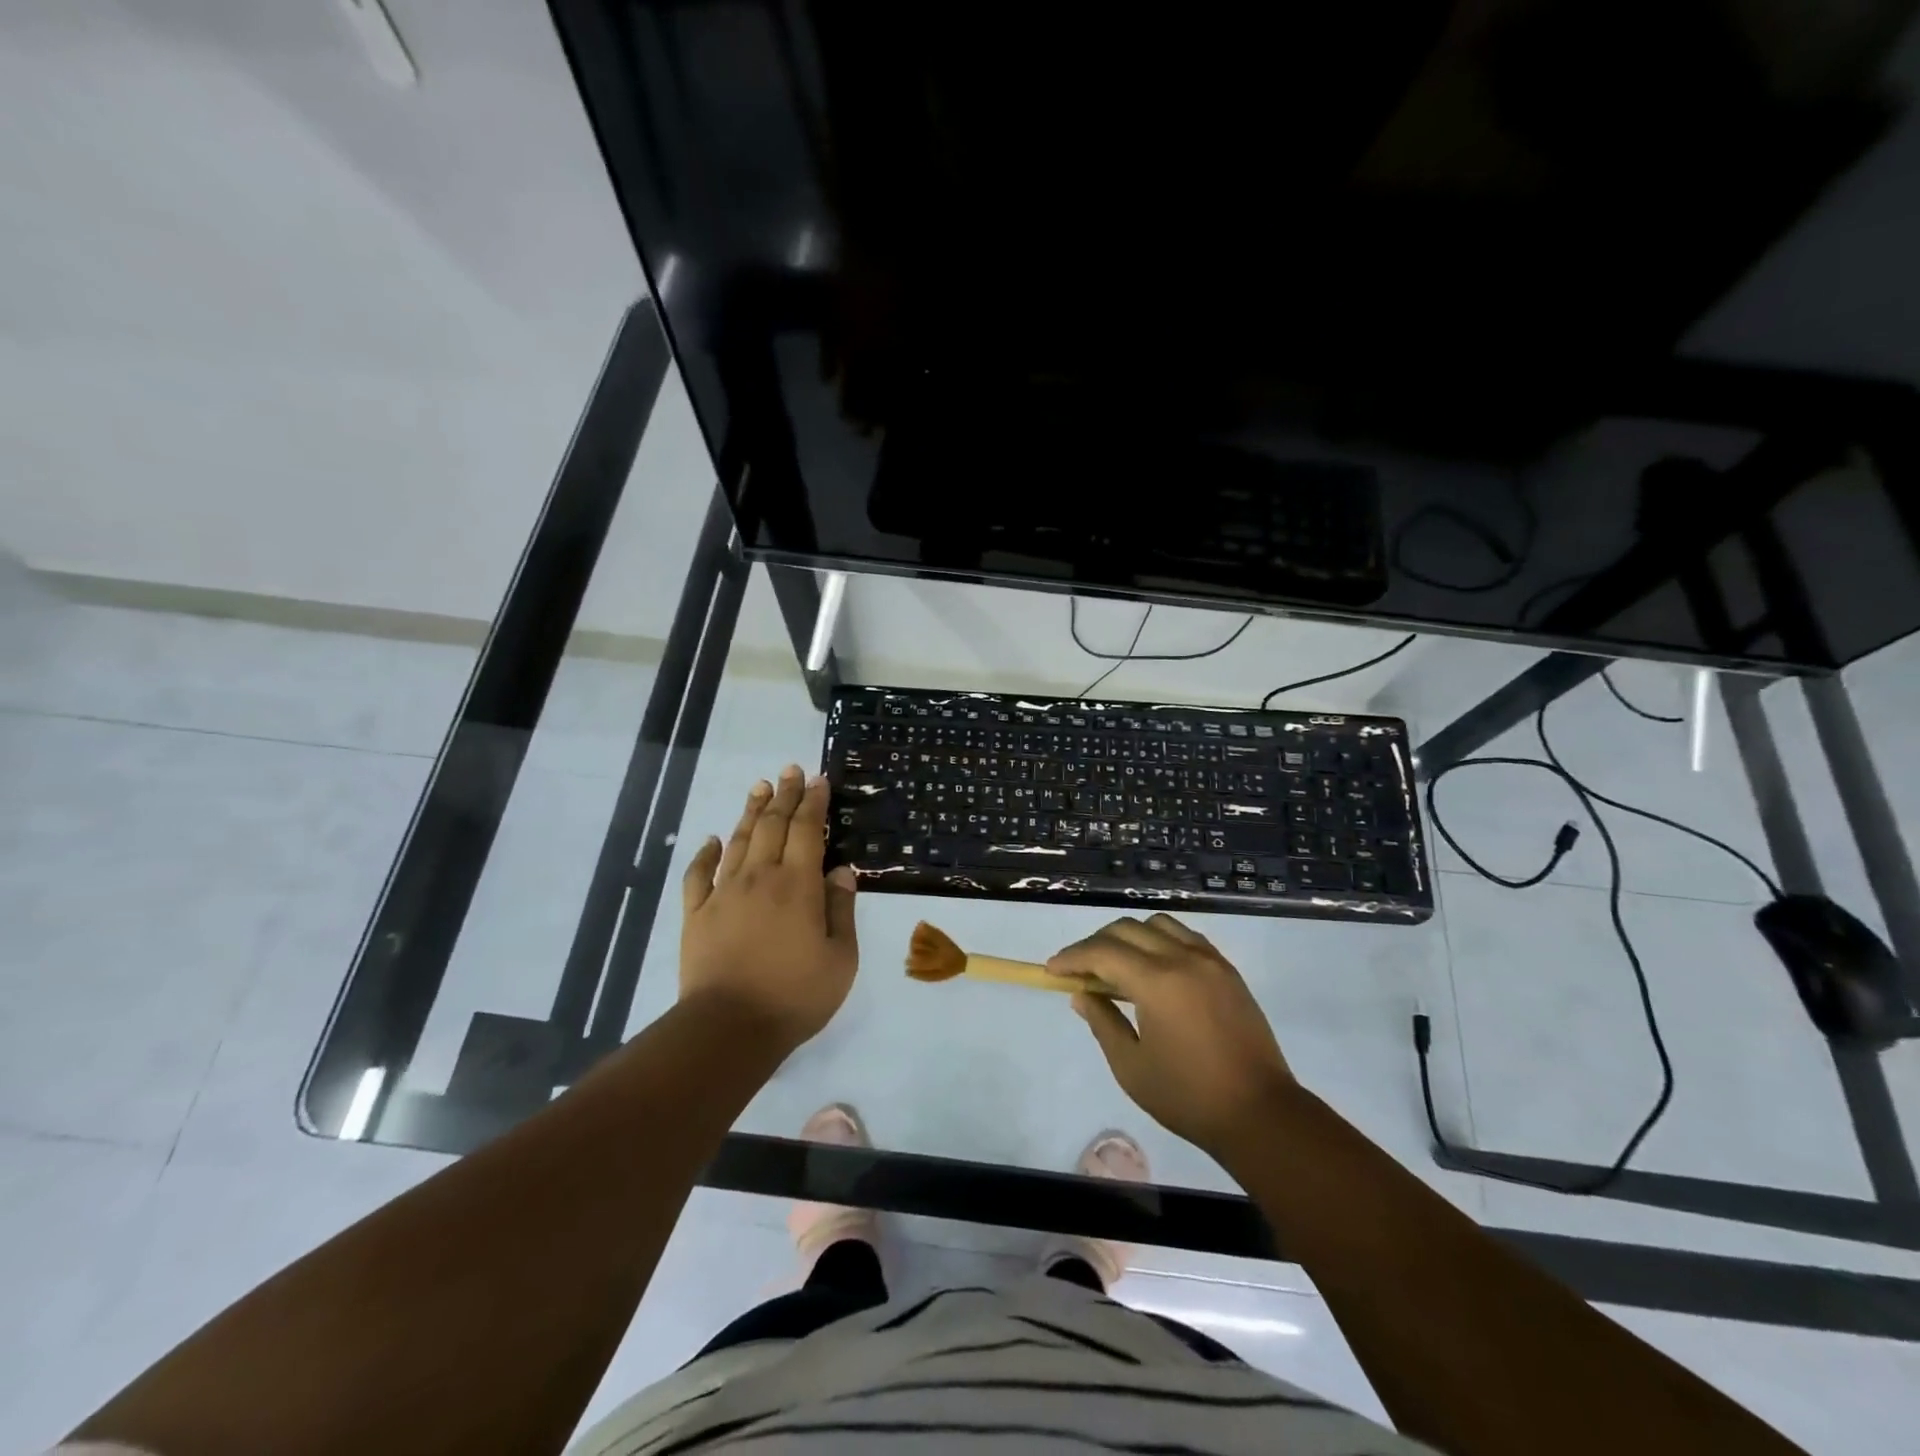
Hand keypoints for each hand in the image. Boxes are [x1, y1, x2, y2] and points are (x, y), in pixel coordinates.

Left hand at [680, 765, 858, 1054]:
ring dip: (750, 812)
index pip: (807, 830)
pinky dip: (705, 854)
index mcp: (798, 885)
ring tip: (759, 787)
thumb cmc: (795, 996)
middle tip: (790, 770)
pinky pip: (698, 875)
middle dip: (784, 795)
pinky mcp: (696, 914)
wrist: (728, 1028)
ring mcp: (724, 894)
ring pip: (738, 841)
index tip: (818, 779)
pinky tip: (711, 840)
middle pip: (772, 825)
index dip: (813, 802)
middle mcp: (760, 878)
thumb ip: (841, 909)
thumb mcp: (840, 958)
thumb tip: (841, 870)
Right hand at [1050, 913, 1293, 1155]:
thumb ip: (1102, 1022)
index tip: (1052, 970)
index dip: (1072, 957)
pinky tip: (1152, 967)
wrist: (1261, 1114)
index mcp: (1157, 982)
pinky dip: (1160, 940)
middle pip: (1127, 929)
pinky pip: (1185, 936)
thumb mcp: (1131, 1066)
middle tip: (1077, 970)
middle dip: (1095, 944)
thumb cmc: (1188, 1096)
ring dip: (1129, 936)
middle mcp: (1183, 958)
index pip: (1102, 952)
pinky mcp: (1227, 970)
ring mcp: (1210, 960)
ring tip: (1115, 965)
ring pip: (1158, 924)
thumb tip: (1081, 994)